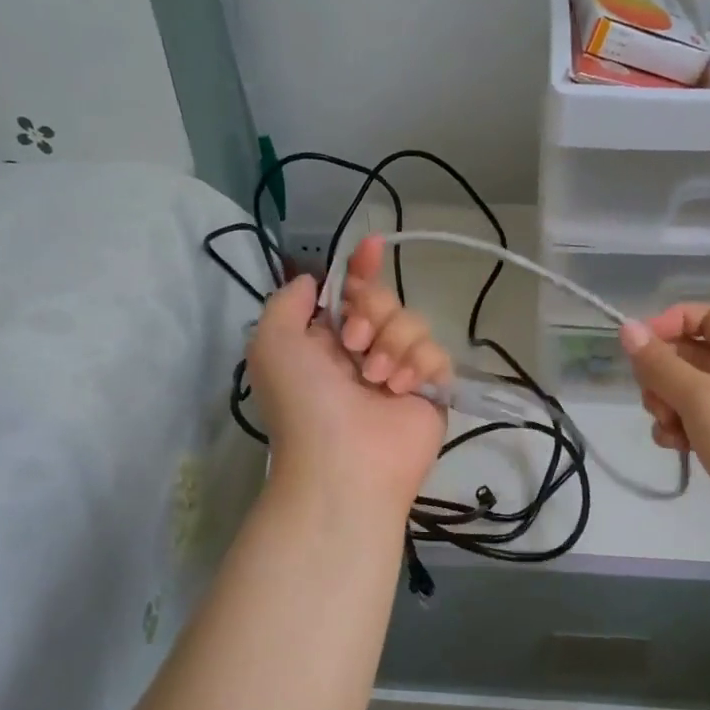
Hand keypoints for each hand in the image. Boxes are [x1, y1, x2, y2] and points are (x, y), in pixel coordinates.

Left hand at [246, 238, 445, 511]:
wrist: (343, 463)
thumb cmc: (304, 401)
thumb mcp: (272, 342)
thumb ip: (288, 302)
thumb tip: (314, 281)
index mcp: (325, 340)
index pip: (348, 291)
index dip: (360, 267)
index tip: (371, 246)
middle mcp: (362, 352)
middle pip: (385, 300)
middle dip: (372, 312)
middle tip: (355, 345)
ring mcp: (399, 371)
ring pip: (413, 322)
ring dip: (393, 343)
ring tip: (377, 380)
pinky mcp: (430, 390)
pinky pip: (437, 354)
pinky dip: (420, 365)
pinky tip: (402, 389)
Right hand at [620, 304, 709, 550]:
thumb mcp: (698, 396)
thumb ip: (659, 363)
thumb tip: (627, 328)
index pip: (704, 315)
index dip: (671, 323)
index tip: (641, 345)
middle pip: (686, 353)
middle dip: (660, 373)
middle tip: (654, 397)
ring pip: (681, 389)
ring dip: (664, 404)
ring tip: (670, 427)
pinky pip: (689, 419)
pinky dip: (676, 428)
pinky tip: (677, 447)